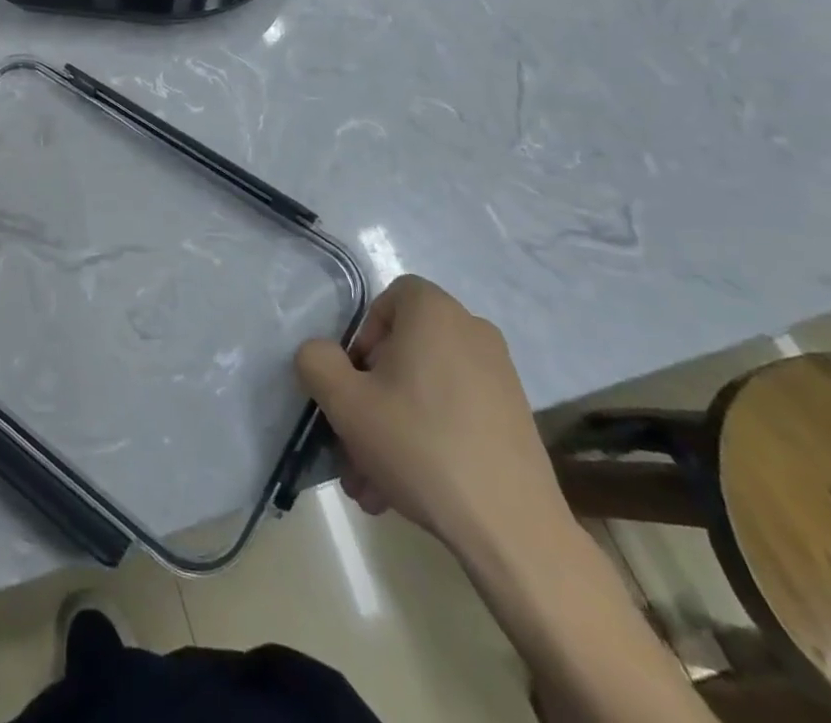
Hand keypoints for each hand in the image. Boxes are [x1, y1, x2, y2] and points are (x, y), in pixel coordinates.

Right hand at [295, 275, 570, 557]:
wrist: (513, 531)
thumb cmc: (420, 446)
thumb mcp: (345, 401)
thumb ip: (316, 361)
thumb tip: (322, 354)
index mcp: (435, 313)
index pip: (388, 299)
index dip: (362, 336)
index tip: (355, 381)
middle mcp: (472, 332)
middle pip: (403, 351)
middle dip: (370, 397)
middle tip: (352, 442)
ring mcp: (499, 377)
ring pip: (424, 389)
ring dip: (391, 427)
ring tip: (372, 483)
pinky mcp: (514, 419)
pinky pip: (453, 413)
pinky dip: (427, 439)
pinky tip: (406, 490)